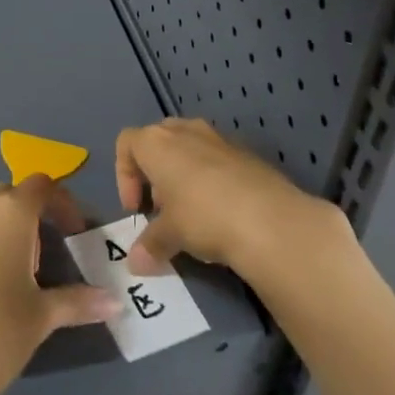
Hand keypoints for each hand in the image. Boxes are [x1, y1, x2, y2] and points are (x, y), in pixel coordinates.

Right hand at [117, 118, 343, 278]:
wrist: (270, 218)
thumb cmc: (204, 216)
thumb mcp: (170, 235)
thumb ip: (149, 244)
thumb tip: (135, 263)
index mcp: (157, 142)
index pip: (126, 143)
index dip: (124, 176)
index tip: (137, 210)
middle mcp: (185, 130)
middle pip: (158, 141)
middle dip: (155, 173)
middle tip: (162, 209)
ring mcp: (219, 137)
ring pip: (189, 148)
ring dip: (183, 175)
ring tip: (192, 213)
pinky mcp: (247, 152)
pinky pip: (217, 159)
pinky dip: (211, 179)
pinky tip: (222, 212)